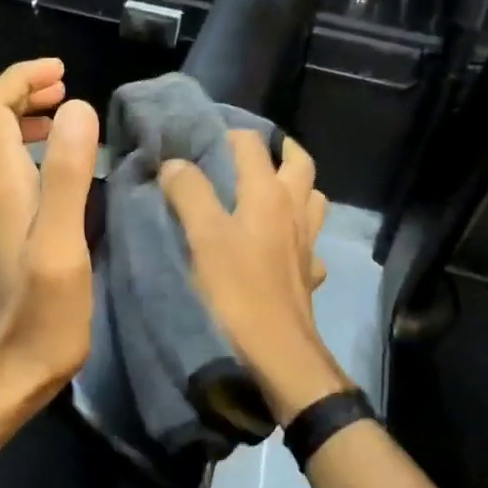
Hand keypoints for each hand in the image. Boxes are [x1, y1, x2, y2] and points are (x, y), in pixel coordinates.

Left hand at [0, 59, 100, 423]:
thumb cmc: (40, 316)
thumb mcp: (64, 245)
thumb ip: (70, 174)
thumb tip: (79, 108)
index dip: (22, 79)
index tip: (63, 74)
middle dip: (19, 93)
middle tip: (64, 93)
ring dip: (13, 121)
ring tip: (57, 123)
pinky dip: (8, 153)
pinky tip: (33, 173)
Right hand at [159, 132, 345, 424]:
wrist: (278, 353)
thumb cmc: (237, 291)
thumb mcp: (203, 237)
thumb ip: (189, 192)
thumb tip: (174, 163)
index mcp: (268, 194)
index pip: (252, 144)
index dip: (228, 134)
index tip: (203, 137)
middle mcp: (294, 211)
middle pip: (299, 163)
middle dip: (279, 149)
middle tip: (251, 151)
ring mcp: (306, 244)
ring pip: (313, 200)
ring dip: (296, 188)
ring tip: (270, 192)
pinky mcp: (307, 274)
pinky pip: (310, 245)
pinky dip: (299, 237)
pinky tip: (282, 247)